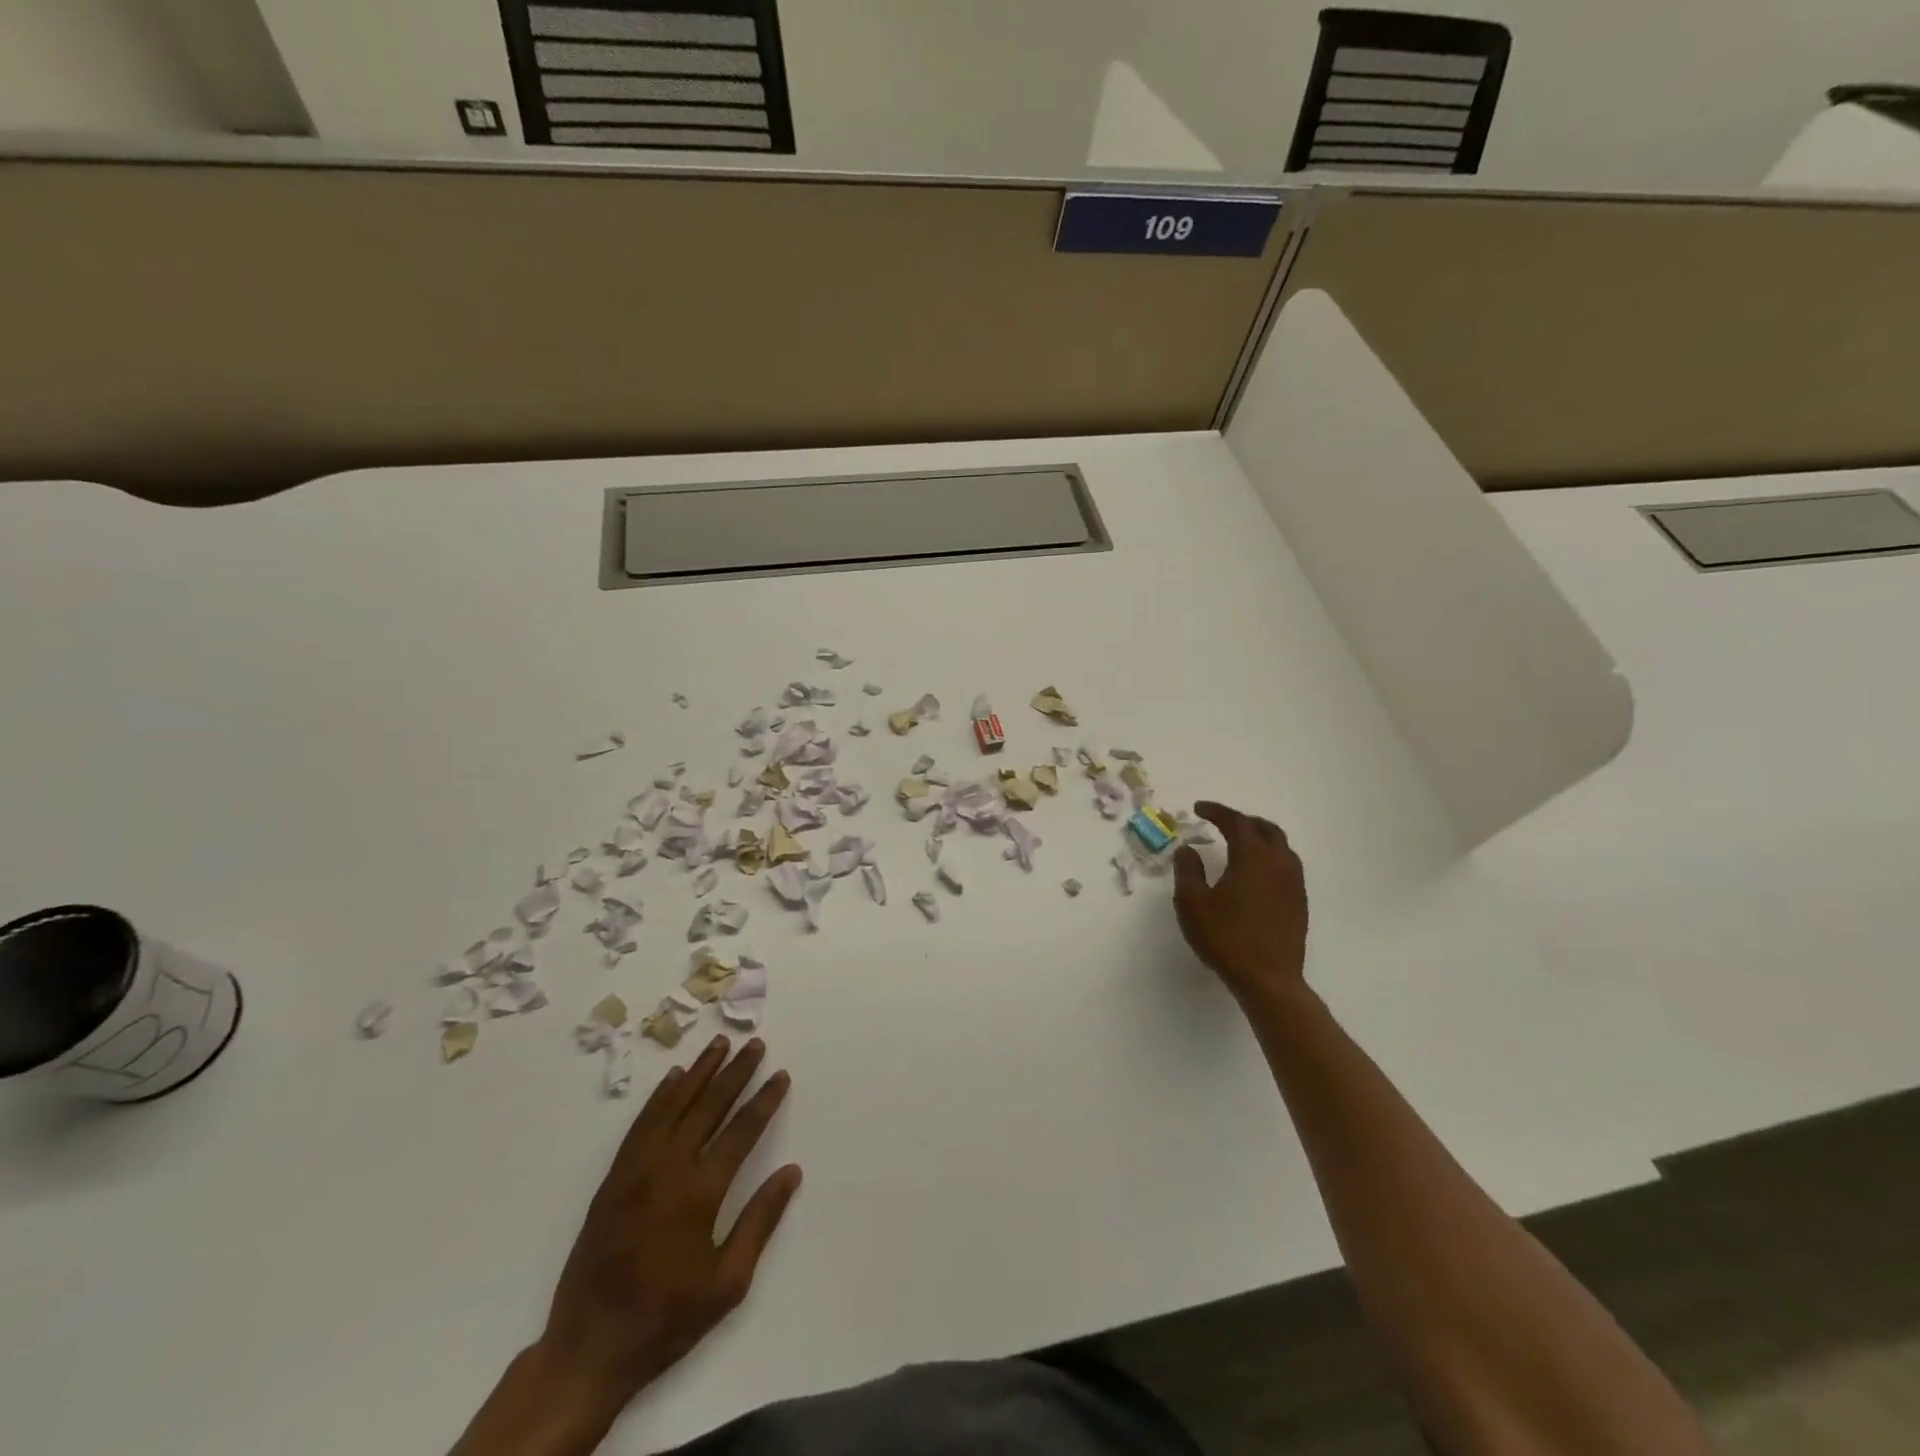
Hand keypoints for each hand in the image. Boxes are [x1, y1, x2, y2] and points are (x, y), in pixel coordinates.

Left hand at [537, 1037, 801, 1415]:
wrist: (589, 1348)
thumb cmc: (666, 1319)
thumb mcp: (727, 1283)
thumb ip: (760, 1221)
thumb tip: (791, 1172)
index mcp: (699, 1193)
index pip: (741, 1132)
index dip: (764, 1101)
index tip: (780, 1075)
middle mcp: (668, 1169)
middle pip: (708, 1107)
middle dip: (735, 1073)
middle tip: (755, 1044)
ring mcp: (636, 1170)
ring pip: (672, 1105)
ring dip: (699, 1072)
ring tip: (720, 1044)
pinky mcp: (613, 1178)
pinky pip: (641, 1124)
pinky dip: (660, 1096)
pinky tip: (673, 1078)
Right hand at [1173, 801, 1308, 1003]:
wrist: (1268, 979)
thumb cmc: (1226, 938)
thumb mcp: (1192, 903)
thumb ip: (1187, 871)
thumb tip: (1187, 850)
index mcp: (1252, 857)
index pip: (1236, 822)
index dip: (1216, 811)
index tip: (1198, 808)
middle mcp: (1278, 862)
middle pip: (1265, 828)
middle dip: (1242, 820)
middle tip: (1220, 823)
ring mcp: (1294, 882)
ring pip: (1280, 846)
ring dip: (1259, 837)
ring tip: (1239, 843)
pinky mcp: (1299, 901)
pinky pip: (1286, 865)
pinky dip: (1269, 856)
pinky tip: (1255, 873)